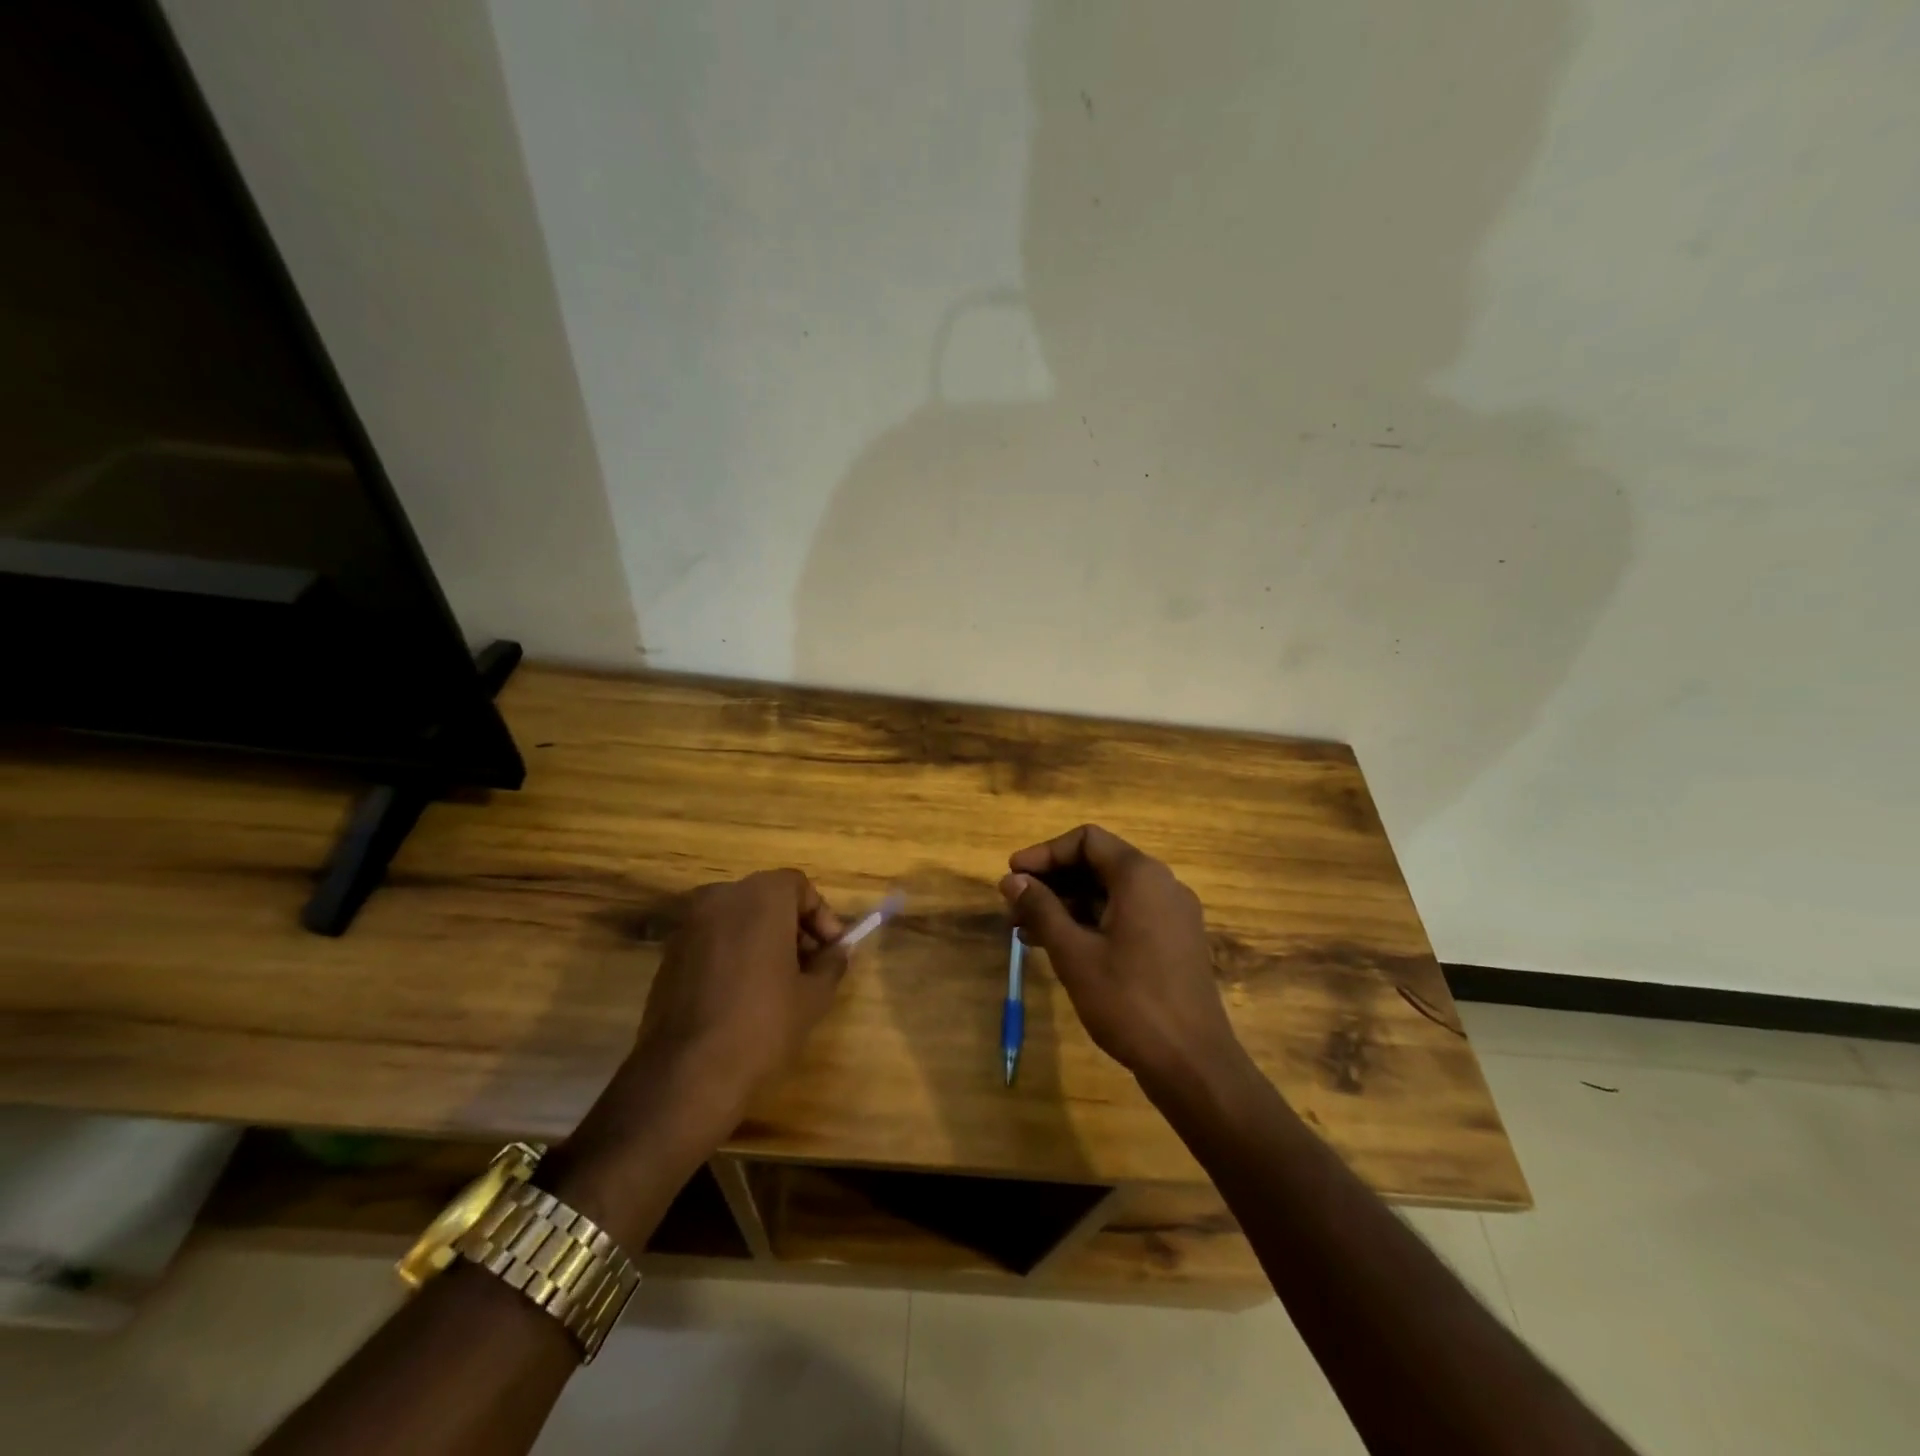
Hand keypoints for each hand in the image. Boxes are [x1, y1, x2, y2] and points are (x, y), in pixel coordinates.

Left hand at [547, 870, 848, 1246]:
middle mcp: (721, 897)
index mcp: (760, 897)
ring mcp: (690, 924)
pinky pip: (713, 940)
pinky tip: (743, 994)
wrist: (687, 1074)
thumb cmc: (762, 1025)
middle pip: (767, 897)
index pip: (798, 885)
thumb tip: (837, 951)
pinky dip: (733, 953)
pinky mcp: (669, 953)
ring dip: (762, 939)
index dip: (821, 915)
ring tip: (778, 983)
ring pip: (738, 918)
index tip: (831, 950)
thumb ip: (831, 963)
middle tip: (809, 965)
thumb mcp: (814, 996)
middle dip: (792, 926)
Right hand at [999, 826, 1242, 1092]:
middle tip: (1014, 907)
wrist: (1192, 1063)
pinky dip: (1092, 922)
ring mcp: (1172, 914)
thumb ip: (1041, 909)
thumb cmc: (1129, 1002)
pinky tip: (1060, 947)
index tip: (1013, 876)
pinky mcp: (1175, 941)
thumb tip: (1012, 880)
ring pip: (1110, 893)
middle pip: (1098, 864)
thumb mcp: (1073, 953)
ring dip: (1068, 905)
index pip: (1086, 840)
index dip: (1045, 853)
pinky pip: (1126, 915)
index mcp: (1140, 876)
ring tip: (1026, 931)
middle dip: (1053, 882)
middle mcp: (1161, 884)